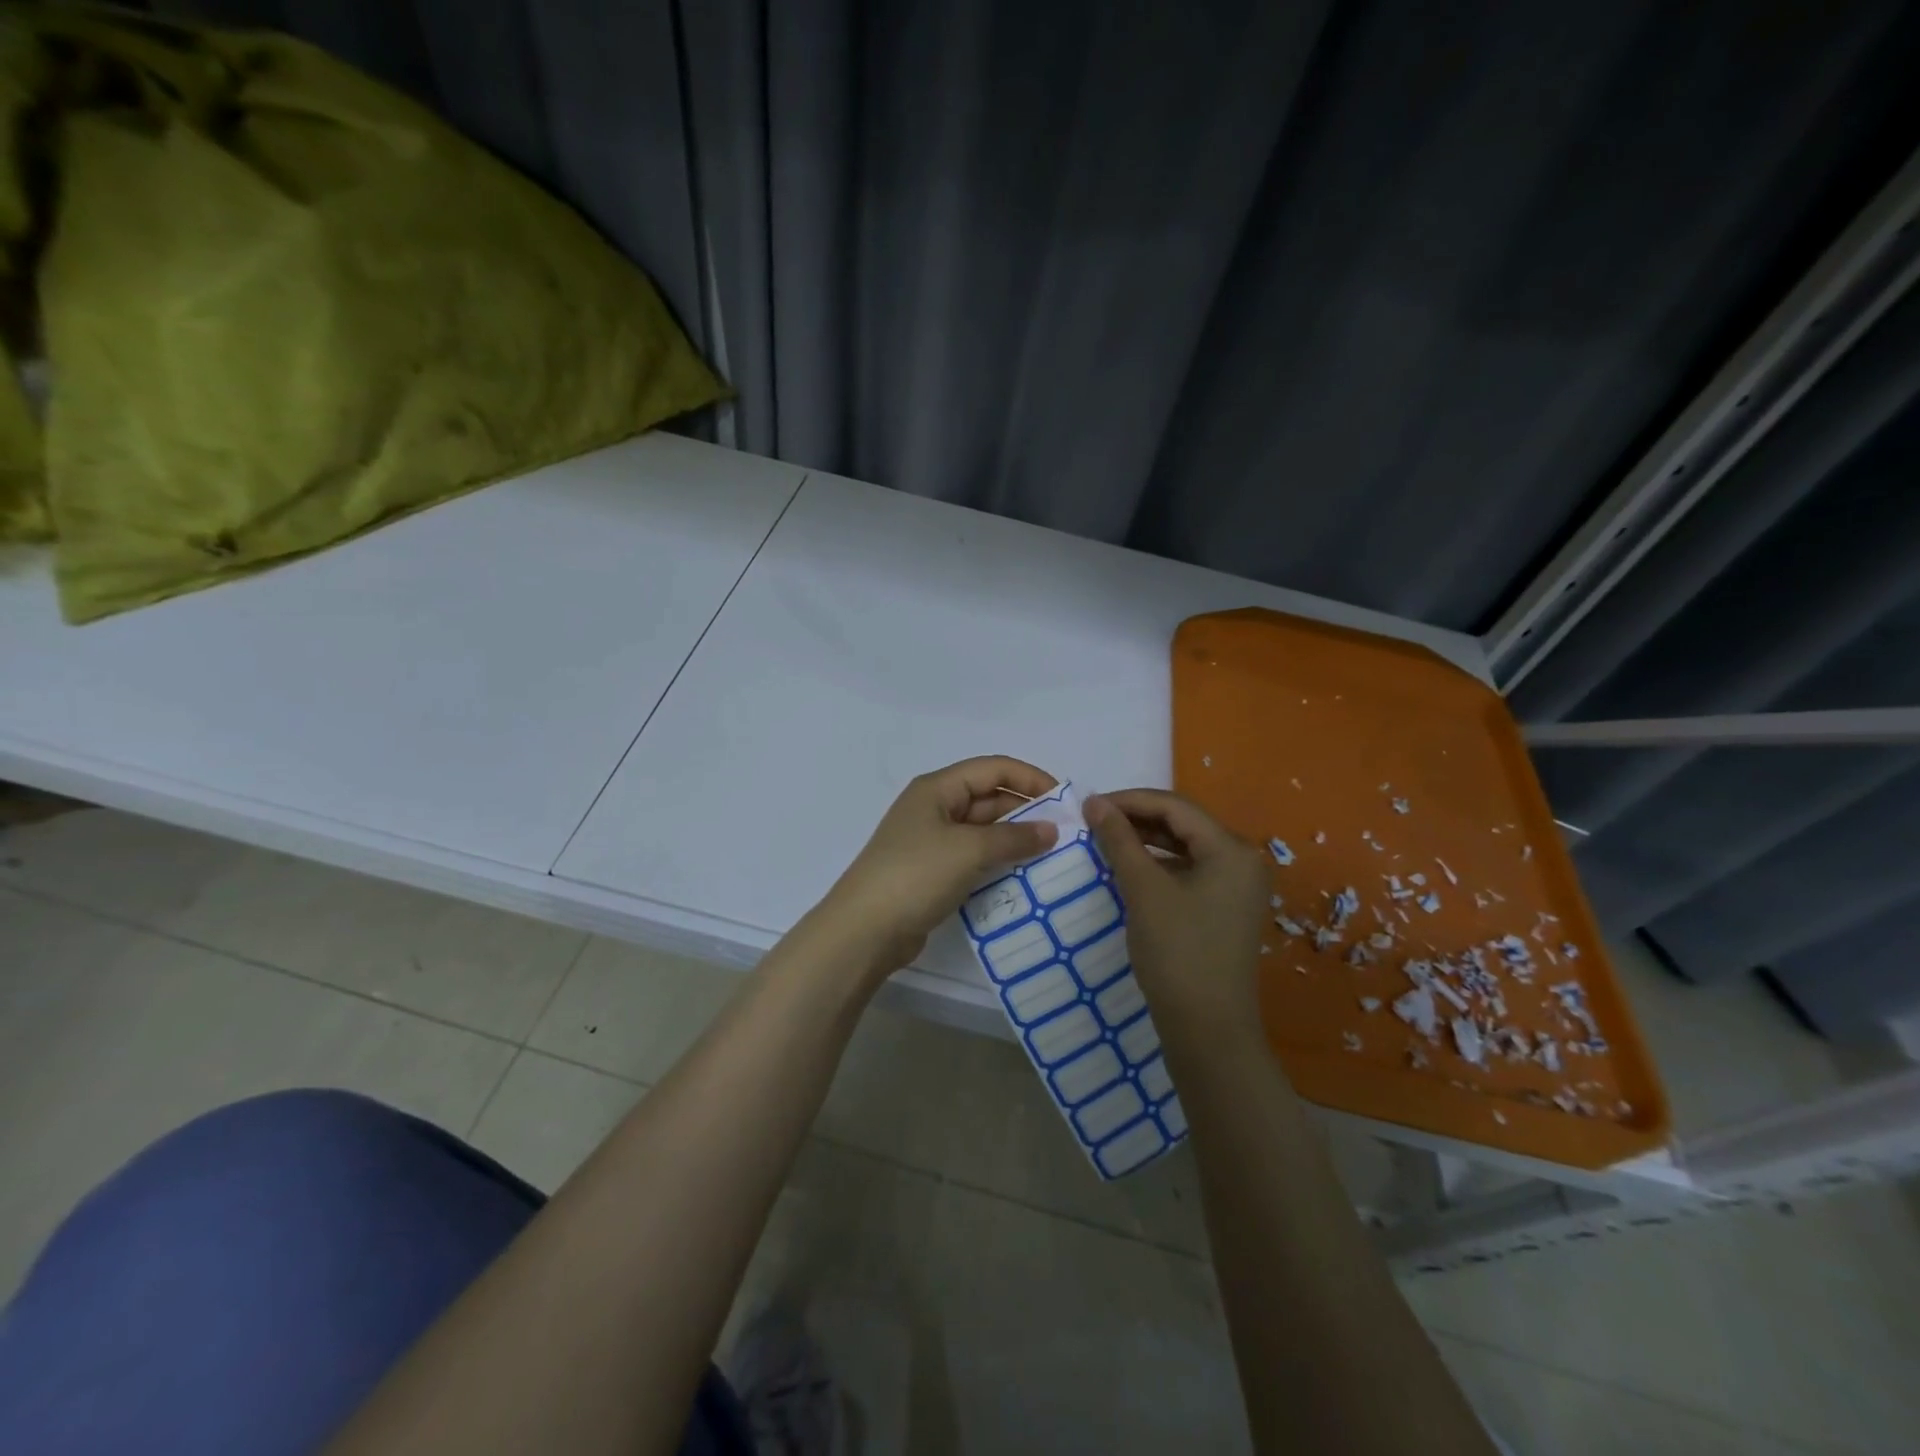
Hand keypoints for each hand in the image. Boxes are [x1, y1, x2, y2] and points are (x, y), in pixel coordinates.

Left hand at [815, 757, 1060, 983]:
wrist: (865, 930)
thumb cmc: (916, 875)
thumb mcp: (969, 850)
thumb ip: (1014, 837)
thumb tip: (1052, 830)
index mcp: (937, 788)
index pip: (992, 769)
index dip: (1030, 778)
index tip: (1065, 800)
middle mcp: (935, 808)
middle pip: (989, 798)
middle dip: (1027, 811)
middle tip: (1066, 833)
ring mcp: (932, 842)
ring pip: (984, 830)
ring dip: (1015, 839)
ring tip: (1053, 856)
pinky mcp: (933, 872)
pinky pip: (974, 857)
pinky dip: (999, 862)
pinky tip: (1024, 876)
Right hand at [1084, 789, 1269, 1038]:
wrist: (1207, 1030)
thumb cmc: (1178, 952)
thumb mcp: (1144, 890)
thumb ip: (1119, 840)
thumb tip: (1094, 802)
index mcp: (1232, 849)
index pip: (1174, 806)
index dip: (1129, 800)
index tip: (1089, 805)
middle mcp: (1242, 860)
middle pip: (1183, 823)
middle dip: (1137, 819)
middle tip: (1094, 822)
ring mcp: (1237, 886)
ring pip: (1185, 847)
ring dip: (1146, 841)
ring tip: (1106, 841)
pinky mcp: (1225, 908)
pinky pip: (1189, 871)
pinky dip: (1158, 865)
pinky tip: (1130, 869)